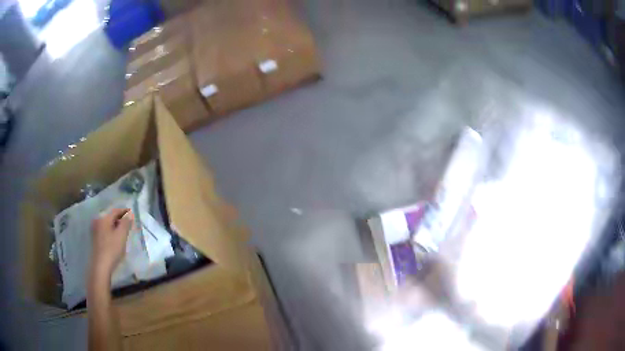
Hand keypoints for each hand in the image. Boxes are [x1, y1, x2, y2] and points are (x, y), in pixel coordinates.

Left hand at [90, 208, 133, 277]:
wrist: (101, 265)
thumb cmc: (112, 249)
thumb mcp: (121, 235)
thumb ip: (126, 223)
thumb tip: (129, 214)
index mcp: (104, 218)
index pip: (115, 211)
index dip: (124, 211)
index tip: (132, 213)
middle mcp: (98, 221)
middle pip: (111, 217)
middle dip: (120, 219)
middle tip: (129, 223)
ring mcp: (95, 230)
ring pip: (108, 224)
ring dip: (116, 225)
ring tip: (124, 231)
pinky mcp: (96, 239)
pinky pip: (105, 230)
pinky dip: (112, 231)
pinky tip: (116, 238)